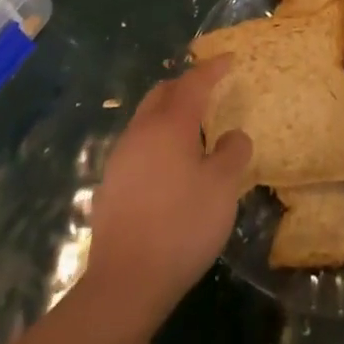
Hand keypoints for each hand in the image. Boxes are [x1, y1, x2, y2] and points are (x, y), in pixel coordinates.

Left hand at [85, 57, 251, 319]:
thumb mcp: (222, 188)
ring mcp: (121, 158)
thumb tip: (233, 136)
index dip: (212, 68)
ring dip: (169, 114)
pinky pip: (138, 145)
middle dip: (186, 85)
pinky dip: (157, 140)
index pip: (194, 82)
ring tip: (192, 128)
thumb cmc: (181, 226)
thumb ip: (232, 153)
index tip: (229, 60)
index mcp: (171, 124)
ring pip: (147, 119)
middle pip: (163, 93)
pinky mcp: (111, 185)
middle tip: (209, 90)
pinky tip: (170, 165)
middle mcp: (141, 132)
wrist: (125, 283)